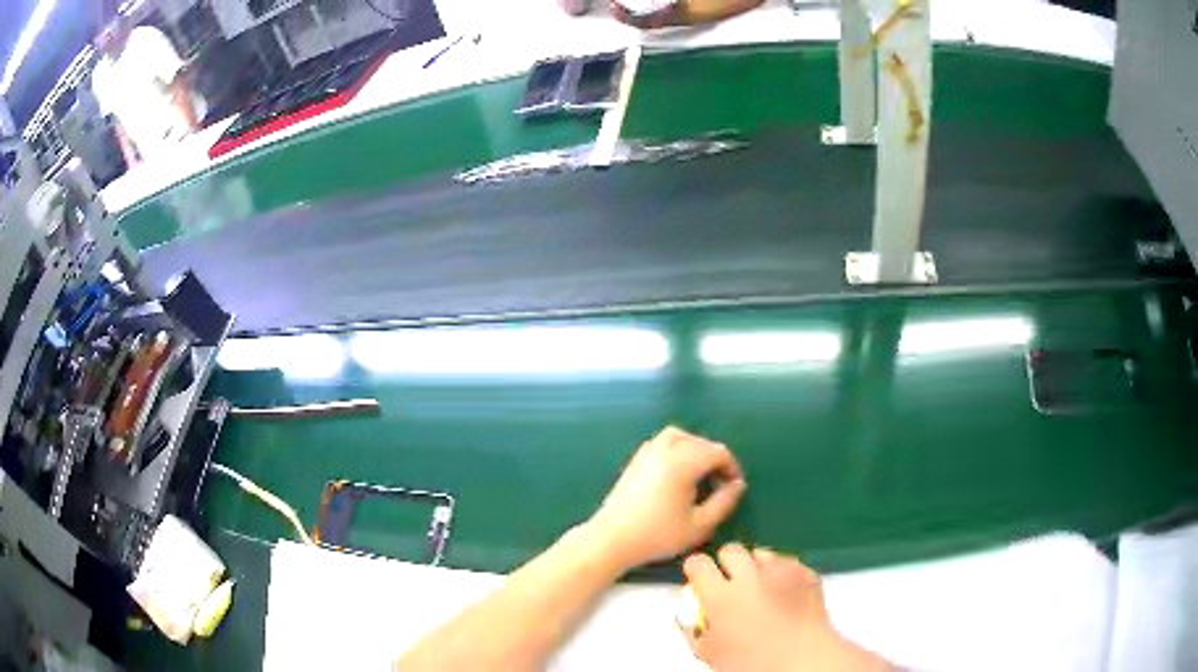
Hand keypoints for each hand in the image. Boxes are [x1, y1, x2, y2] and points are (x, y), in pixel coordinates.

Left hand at [585, 427, 745, 570]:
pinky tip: (676, 475)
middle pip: (699, 441)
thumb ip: (724, 502)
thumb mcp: (700, 525)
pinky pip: (661, 443)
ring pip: (677, 437)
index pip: (717, 452)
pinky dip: (675, 450)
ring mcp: (646, 453)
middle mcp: (665, 450)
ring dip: (694, 449)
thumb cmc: (658, 535)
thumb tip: (738, 485)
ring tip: (700, 473)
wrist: (612, 539)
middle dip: (715, 458)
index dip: (731, 467)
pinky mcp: (634, 461)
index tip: (735, 487)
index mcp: (683, 462)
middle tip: (720, 482)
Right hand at [682, 544, 891, 671]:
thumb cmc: (751, 662)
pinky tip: (784, 592)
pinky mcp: (805, 571)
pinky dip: (782, 573)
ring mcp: (781, 570)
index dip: (695, 571)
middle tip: (730, 583)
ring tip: (759, 586)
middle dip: (726, 563)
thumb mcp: (709, 653)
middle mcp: (750, 575)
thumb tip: (686, 616)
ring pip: (761, 552)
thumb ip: (692, 630)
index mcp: (721, 595)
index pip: (697, 563)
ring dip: (755, 565)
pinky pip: (788, 562)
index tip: (699, 580)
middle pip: (730, 550)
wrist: (804, 660)